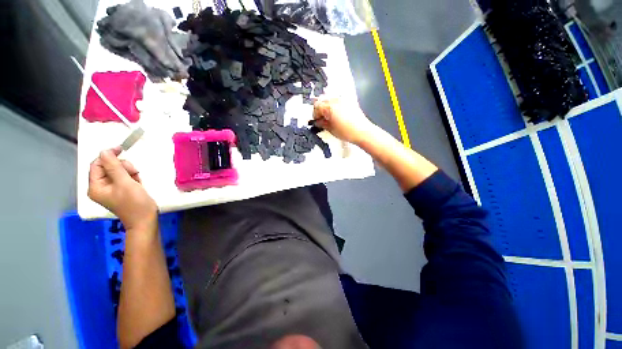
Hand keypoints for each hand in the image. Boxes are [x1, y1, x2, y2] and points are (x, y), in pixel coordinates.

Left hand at [88, 147, 157, 230]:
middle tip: (133, 172)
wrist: (145, 219)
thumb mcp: (125, 183)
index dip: (107, 156)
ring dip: (129, 172)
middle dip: (122, 167)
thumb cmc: (134, 203)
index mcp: (96, 186)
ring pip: (118, 171)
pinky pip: (124, 177)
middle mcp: (100, 187)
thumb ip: (114, 166)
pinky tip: (137, 183)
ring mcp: (111, 189)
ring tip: (137, 180)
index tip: (121, 149)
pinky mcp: (121, 190)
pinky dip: (132, 177)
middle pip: (108, 167)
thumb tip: (105, 151)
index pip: (97, 164)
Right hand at [312, 98, 376, 144]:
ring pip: (329, 98)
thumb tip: (318, 122)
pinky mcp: (349, 101)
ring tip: (328, 116)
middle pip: (322, 100)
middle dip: (319, 109)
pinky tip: (336, 113)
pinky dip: (334, 105)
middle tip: (321, 118)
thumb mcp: (331, 129)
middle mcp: (336, 100)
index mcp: (329, 107)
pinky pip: (337, 99)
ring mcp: (343, 99)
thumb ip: (322, 124)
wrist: (362, 131)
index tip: (316, 120)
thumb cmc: (348, 132)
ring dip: (326, 106)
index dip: (315, 114)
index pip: (316, 106)